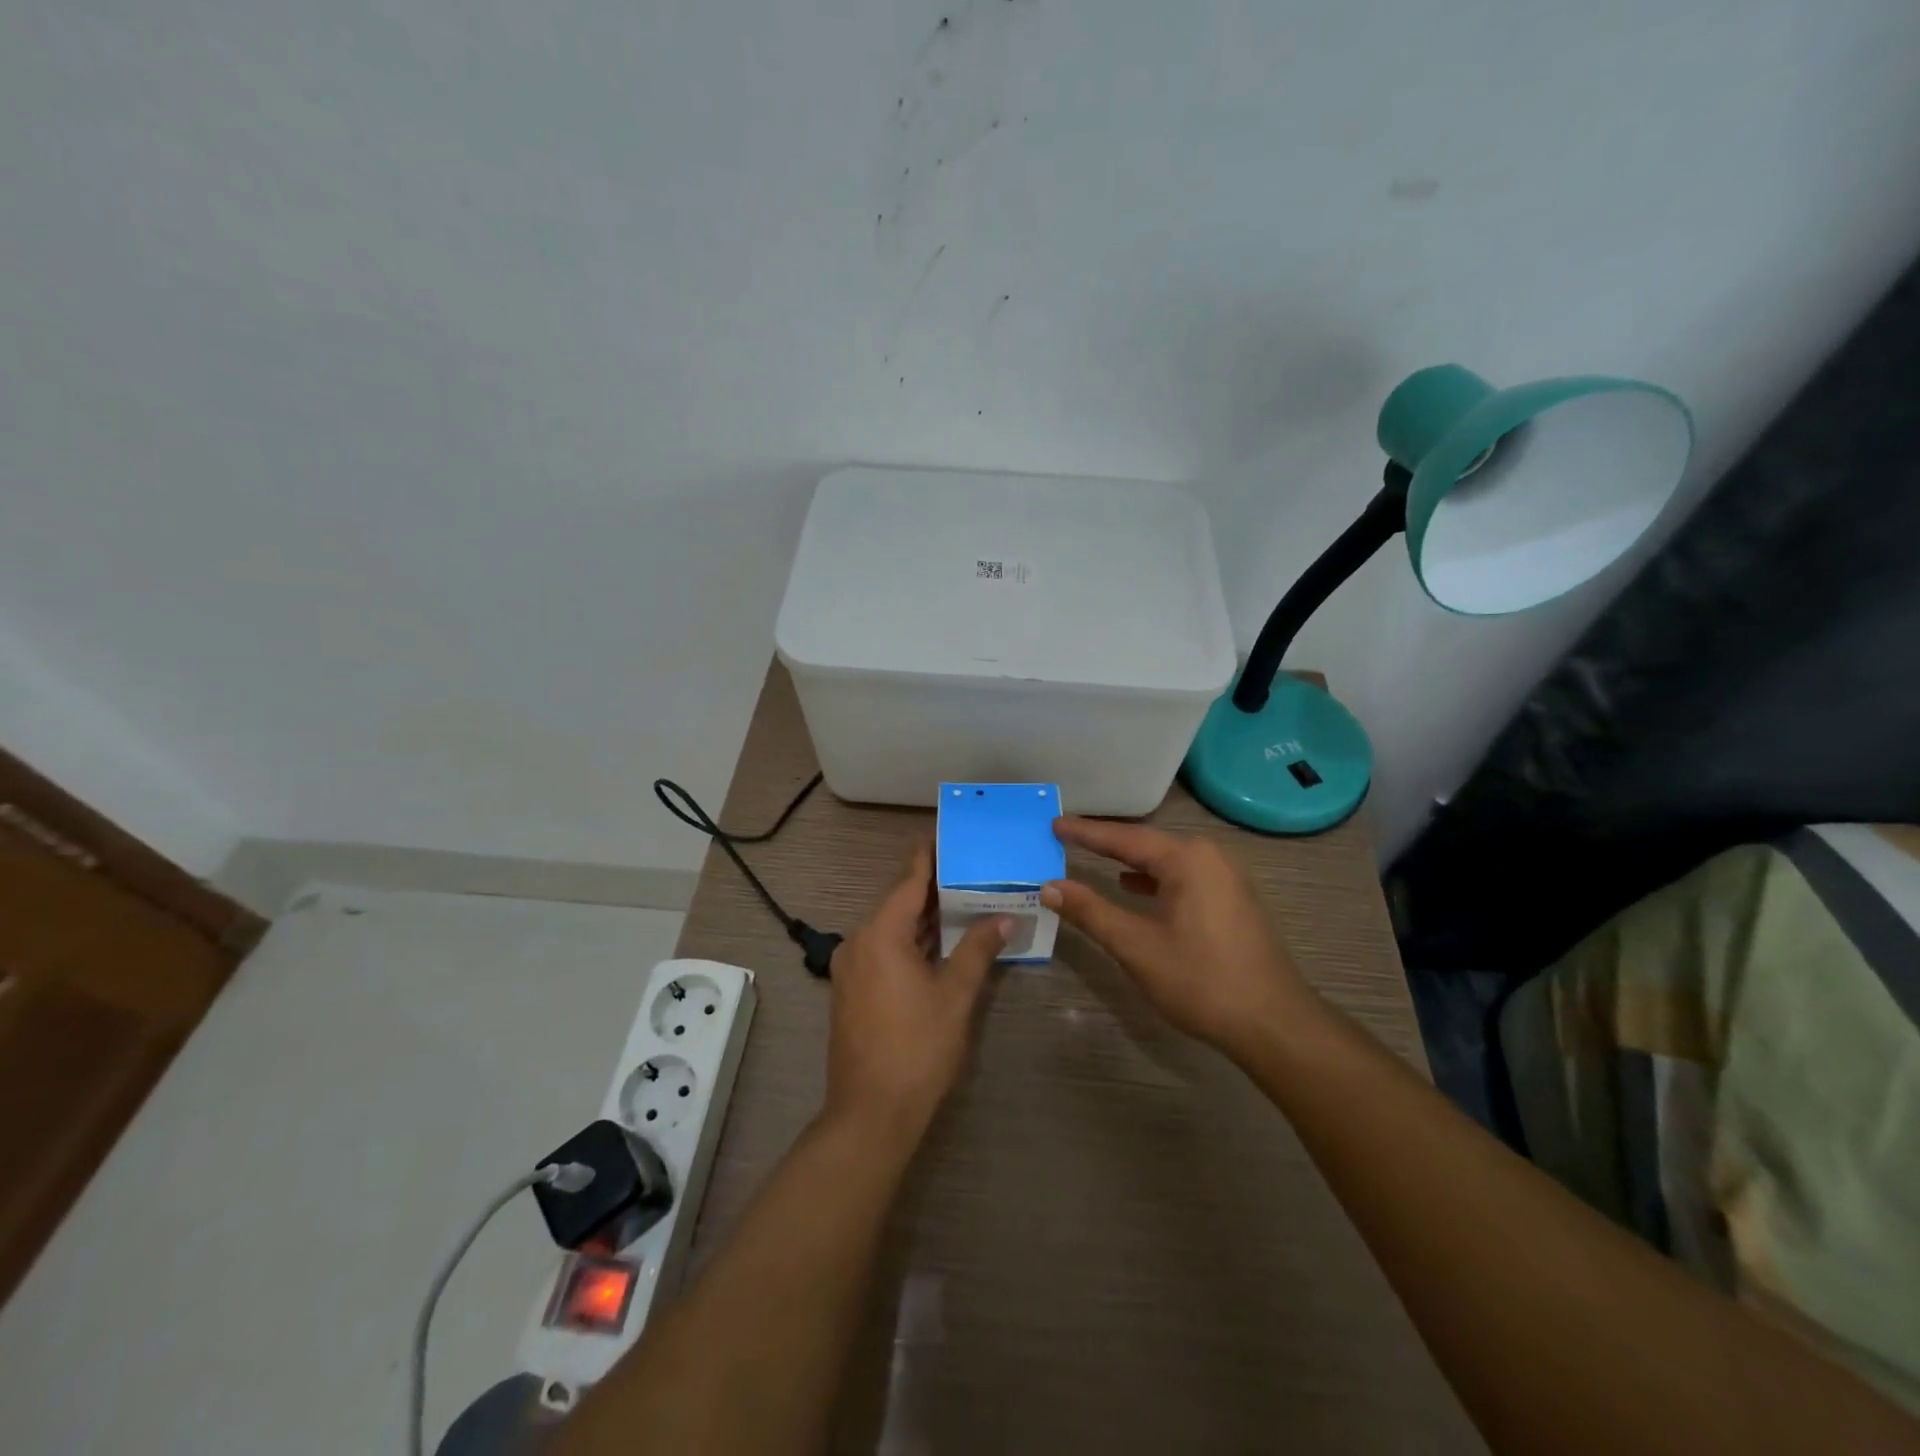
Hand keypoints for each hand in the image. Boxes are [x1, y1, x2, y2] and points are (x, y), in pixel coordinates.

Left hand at [824, 841, 1006, 1145]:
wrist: (870, 1113)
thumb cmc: (917, 1048)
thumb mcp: (955, 995)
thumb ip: (978, 950)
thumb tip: (1004, 918)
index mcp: (880, 935)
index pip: (909, 882)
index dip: (929, 857)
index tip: (946, 834)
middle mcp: (859, 942)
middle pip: (899, 904)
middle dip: (934, 890)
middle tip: (970, 870)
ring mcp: (851, 968)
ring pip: (892, 930)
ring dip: (924, 919)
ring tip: (963, 901)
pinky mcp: (851, 990)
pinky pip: (884, 951)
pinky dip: (911, 942)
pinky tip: (939, 943)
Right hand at [1042, 817, 1316, 1061]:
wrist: (1274, 1024)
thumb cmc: (1201, 981)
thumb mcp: (1136, 947)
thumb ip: (1090, 912)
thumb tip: (1050, 887)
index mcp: (1187, 859)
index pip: (1124, 838)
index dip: (1085, 832)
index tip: (1053, 824)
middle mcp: (1210, 856)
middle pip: (1146, 843)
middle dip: (1106, 842)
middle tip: (1067, 836)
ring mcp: (1227, 877)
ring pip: (1166, 860)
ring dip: (1129, 861)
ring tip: (1093, 857)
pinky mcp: (1234, 898)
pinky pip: (1184, 875)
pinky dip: (1154, 878)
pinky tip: (1135, 888)